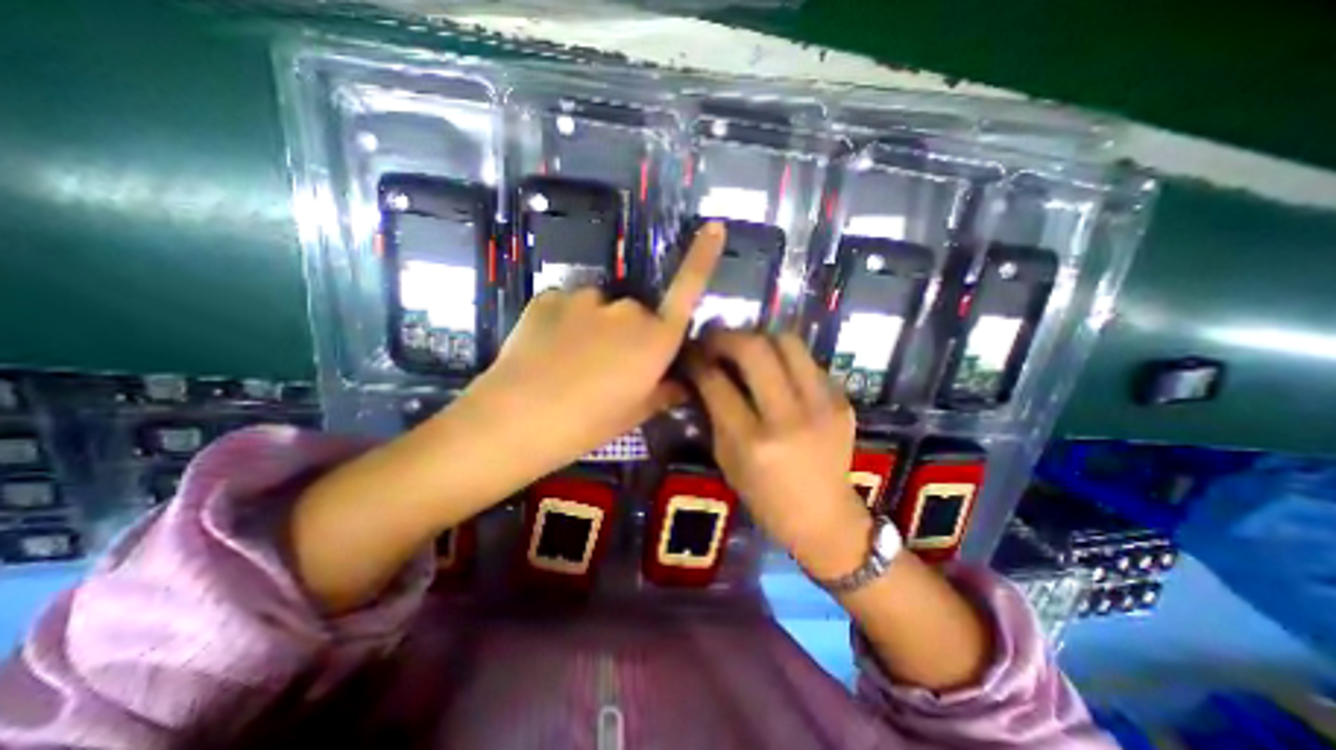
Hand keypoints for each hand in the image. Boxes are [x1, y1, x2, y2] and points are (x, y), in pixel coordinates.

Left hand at [463, 216, 728, 474]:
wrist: (515, 420)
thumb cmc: (586, 424)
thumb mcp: (633, 414)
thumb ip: (663, 392)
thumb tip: (681, 384)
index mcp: (655, 340)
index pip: (687, 291)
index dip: (702, 258)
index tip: (714, 227)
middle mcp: (627, 310)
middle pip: (638, 313)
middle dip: (629, 334)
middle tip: (607, 368)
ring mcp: (586, 298)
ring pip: (601, 309)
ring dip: (596, 327)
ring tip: (572, 362)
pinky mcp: (550, 295)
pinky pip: (569, 306)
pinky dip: (565, 323)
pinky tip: (548, 350)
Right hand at [684, 328, 871, 578]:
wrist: (825, 517)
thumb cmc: (766, 497)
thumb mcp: (727, 460)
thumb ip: (714, 413)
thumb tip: (703, 372)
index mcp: (752, 442)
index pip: (717, 382)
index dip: (697, 359)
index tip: (689, 351)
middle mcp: (788, 418)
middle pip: (755, 349)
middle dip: (726, 336)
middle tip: (714, 340)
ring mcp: (822, 405)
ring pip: (787, 342)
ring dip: (759, 338)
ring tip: (745, 348)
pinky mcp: (842, 401)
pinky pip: (807, 362)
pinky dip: (785, 358)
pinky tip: (776, 371)